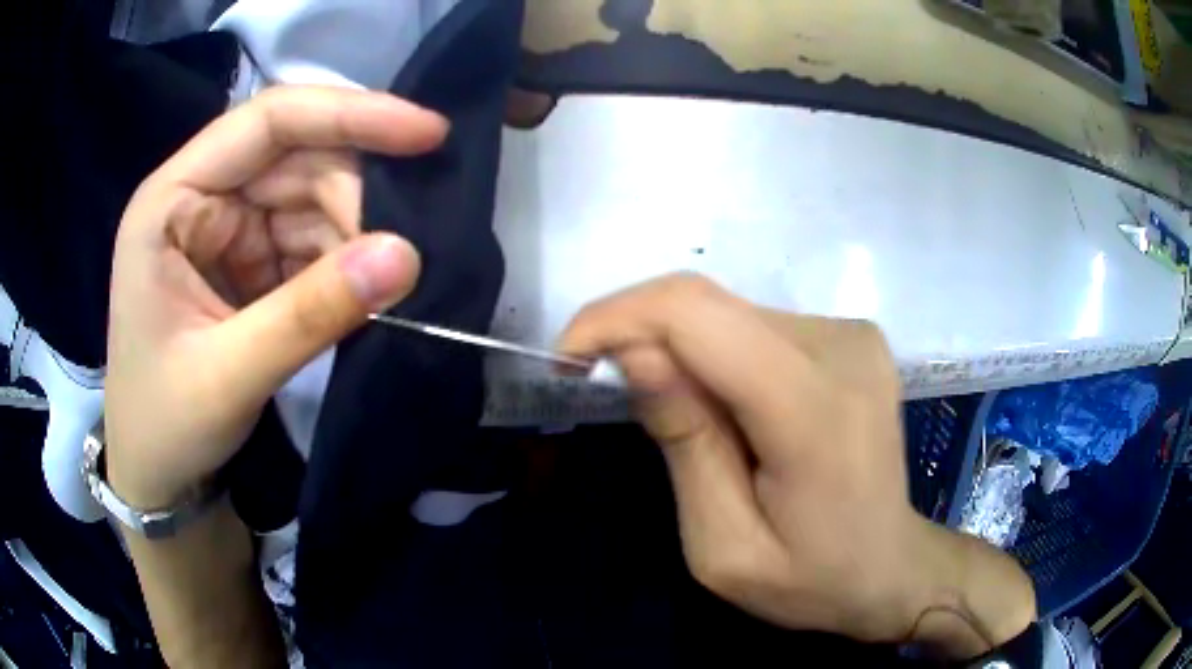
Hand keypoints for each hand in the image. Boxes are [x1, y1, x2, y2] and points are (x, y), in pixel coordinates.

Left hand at [105, 86, 447, 509]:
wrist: (158, 474)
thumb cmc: (165, 424)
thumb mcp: (228, 375)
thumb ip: (309, 314)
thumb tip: (406, 256)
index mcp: (172, 201)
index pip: (267, 122)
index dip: (349, 115)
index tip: (427, 133)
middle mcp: (201, 197)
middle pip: (297, 158)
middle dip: (355, 198)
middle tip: (401, 252)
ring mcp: (226, 228)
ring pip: (312, 198)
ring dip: (353, 236)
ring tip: (377, 289)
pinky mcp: (248, 260)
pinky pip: (310, 240)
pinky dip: (342, 264)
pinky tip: (356, 295)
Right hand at [560, 275, 1034, 656]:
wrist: (891, 567)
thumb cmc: (810, 579)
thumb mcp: (724, 547)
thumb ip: (685, 444)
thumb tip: (638, 353)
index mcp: (814, 410)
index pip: (696, 316)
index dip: (616, 318)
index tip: (568, 358)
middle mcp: (841, 347)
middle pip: (708, 306)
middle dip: (639, 336)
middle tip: (607, 391)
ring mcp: (852, 334)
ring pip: (730, 314)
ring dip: (684, 354)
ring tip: (693, 427)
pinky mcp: (851, 336)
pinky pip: (758, 327)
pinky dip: (721, 356)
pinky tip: (734, 413)